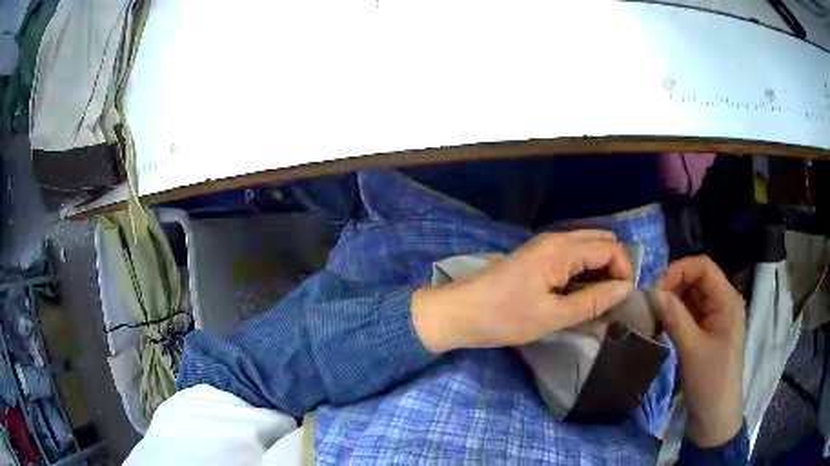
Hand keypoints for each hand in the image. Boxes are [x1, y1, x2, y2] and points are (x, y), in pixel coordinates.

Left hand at [412, 230, 634, 352]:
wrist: (462, 312)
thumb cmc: (506, 317)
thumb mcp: (554, 316)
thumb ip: (593, 301)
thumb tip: (625, 289)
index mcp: (562, 249)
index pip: (611, 248)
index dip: (625, 271)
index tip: (623, 299)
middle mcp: (557, 239)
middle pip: (602, 241)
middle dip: (615, 266)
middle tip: (613, 298)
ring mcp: (546, 245)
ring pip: (588, 246)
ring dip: (600, 268)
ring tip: (600, 298)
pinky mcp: (538, 255)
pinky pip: (573, 254)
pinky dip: (585, 269)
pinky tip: (582, 292)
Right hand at [654, 256, 744, 447]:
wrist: (714, 417)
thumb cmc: (709, 382)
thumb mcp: (691, 349)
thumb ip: (674, 317)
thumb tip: (651, 291)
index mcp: (727, 300)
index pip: (703, 267)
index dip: (679, 271)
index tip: (655, 291)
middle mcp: (723, 302)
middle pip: (697, 279)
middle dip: (673, 287)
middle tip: (651, 306)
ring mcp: (716, 318)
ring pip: (692, 297)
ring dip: (673, 302)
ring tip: (654, 317)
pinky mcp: (707, 332)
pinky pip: (691, 314)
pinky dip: (676, 316)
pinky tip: (663, 326)